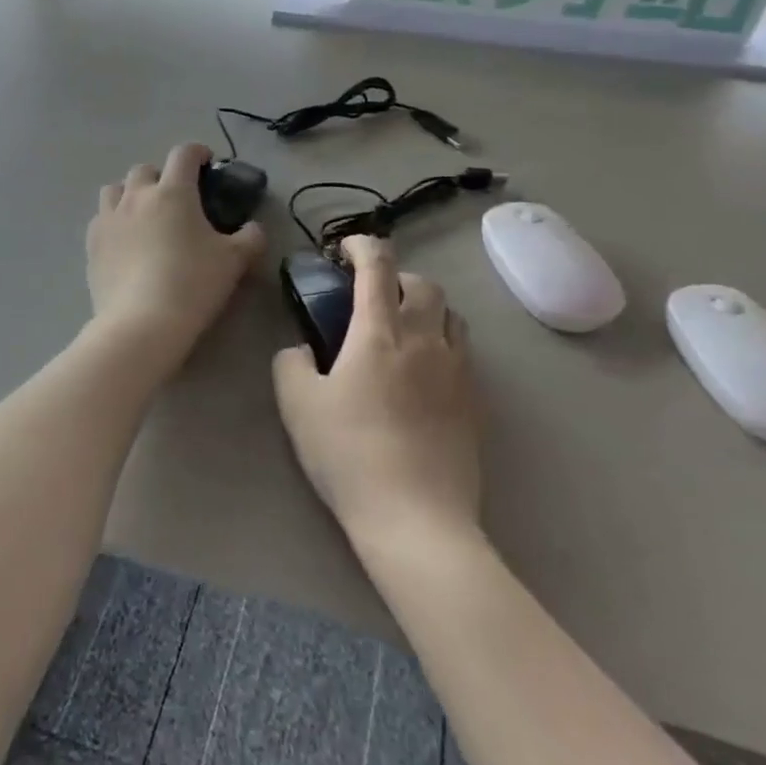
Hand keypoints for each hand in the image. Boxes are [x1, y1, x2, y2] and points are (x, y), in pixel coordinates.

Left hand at [88, 143, 265, 355]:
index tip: (206, 162)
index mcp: (173, 192)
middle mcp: (137, 196)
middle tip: (176, 198)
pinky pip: (100, 220)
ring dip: (130, 194)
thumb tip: (253, 229)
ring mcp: (109, 219)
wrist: (142, 323)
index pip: (184, 154)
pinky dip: (113, 221)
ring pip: (115, 189)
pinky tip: (124, 242)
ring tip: (143, 214)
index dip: (197, 152)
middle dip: (161, 176)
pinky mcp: (91, 245)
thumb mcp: (234, 261)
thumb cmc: (193, 284)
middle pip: (145, 169)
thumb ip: (250, 238)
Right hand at [273, 235, 481, 546]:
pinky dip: (443, 341)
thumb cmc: (349, 455)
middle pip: (423, 283)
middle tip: (373, 296)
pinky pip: (462, 350)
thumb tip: (301, 348)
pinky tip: (425, 372)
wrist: (416, 518)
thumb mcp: (297, 407)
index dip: (362, 246)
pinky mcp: (474, 399)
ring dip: (426, 306)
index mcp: (379, 332)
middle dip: (397, 276)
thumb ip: (291, 364)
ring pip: (450, 313)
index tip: (347, 248)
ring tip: (404, 329)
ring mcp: (456, 369)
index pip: (377, 266)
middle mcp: (424, 338)